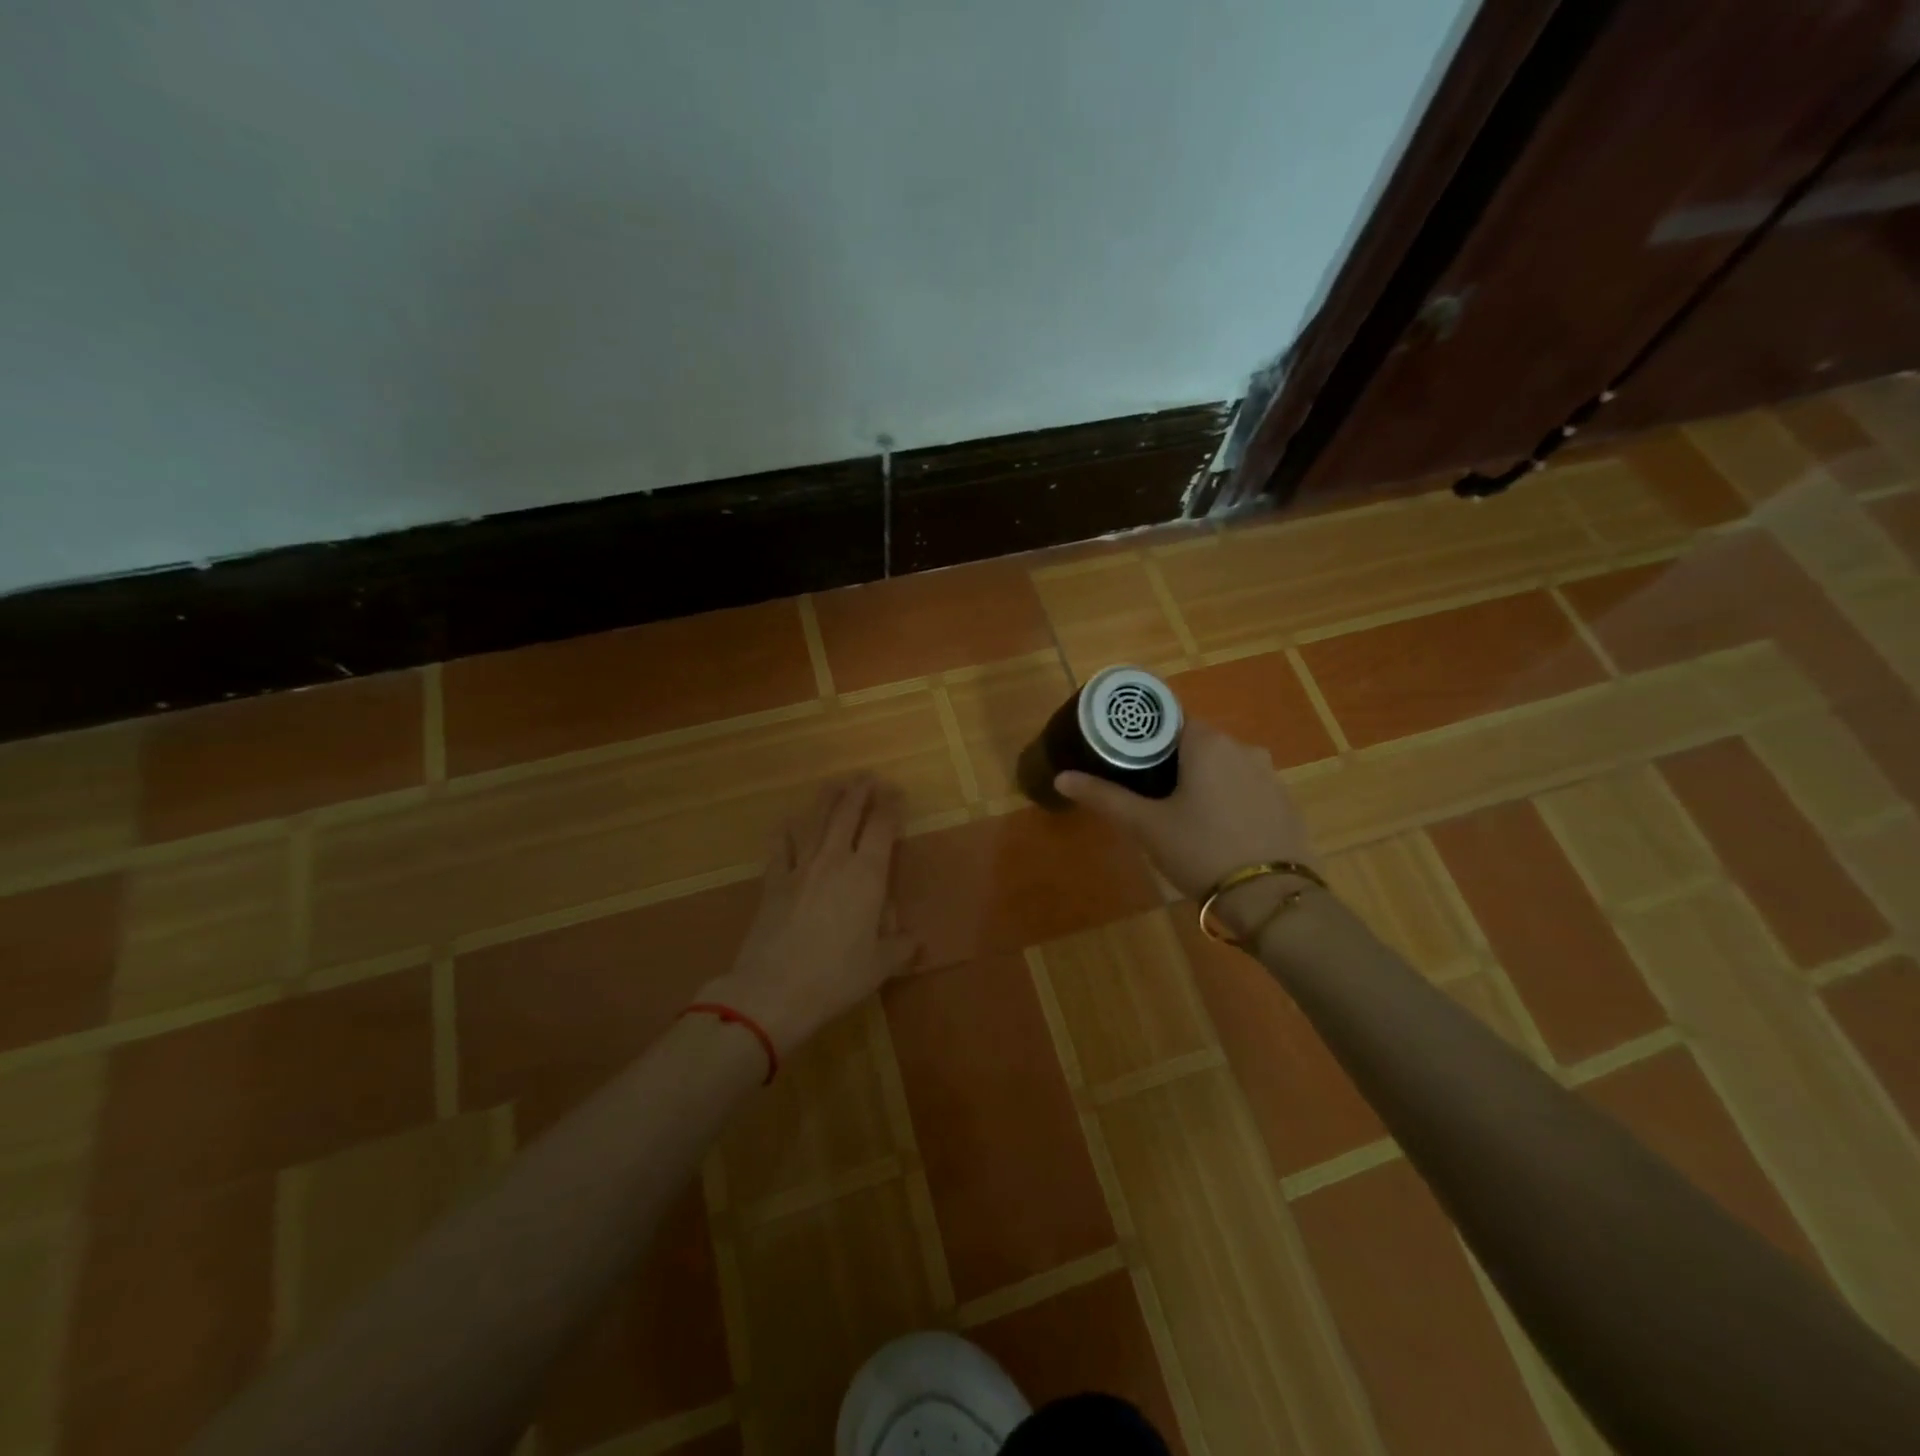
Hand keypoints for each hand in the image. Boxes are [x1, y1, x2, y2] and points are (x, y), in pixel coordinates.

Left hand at [700, 774, 922, 1052]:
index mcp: (867, 875)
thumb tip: (914, 941)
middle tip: (867, 776)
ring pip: (815, 821)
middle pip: (847, 814)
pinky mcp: (773, 882)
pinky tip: (788, 822)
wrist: (773, 990)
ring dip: (827, 799)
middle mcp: (834, 860)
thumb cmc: (836, 977)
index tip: (896, 792)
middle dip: (860, 791)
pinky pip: (780, 846)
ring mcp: (800, 868)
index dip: (890, 806)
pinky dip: (786, 831)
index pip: (882, 828)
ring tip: (835, 784)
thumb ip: (900, 948)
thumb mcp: (879, 966)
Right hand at [1055, 720, 1319, 934]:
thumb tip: (1061, 777)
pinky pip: (1248, 790)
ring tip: (1181, 816)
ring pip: (1225, 768)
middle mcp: (1244, 748)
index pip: (1171, 722)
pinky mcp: (1286, 804)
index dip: (1146, 740)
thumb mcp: (1145, 825)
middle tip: (1148, 795)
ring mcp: (1270, 776)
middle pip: (1198, 744)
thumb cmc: (1201, 850)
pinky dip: (1230, 801)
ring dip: (1204, 783)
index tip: (1129, 763)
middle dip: (1173, 764)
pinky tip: (1217, 832)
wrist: (1271, 898)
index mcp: (1208, 743)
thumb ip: (1104, 797)